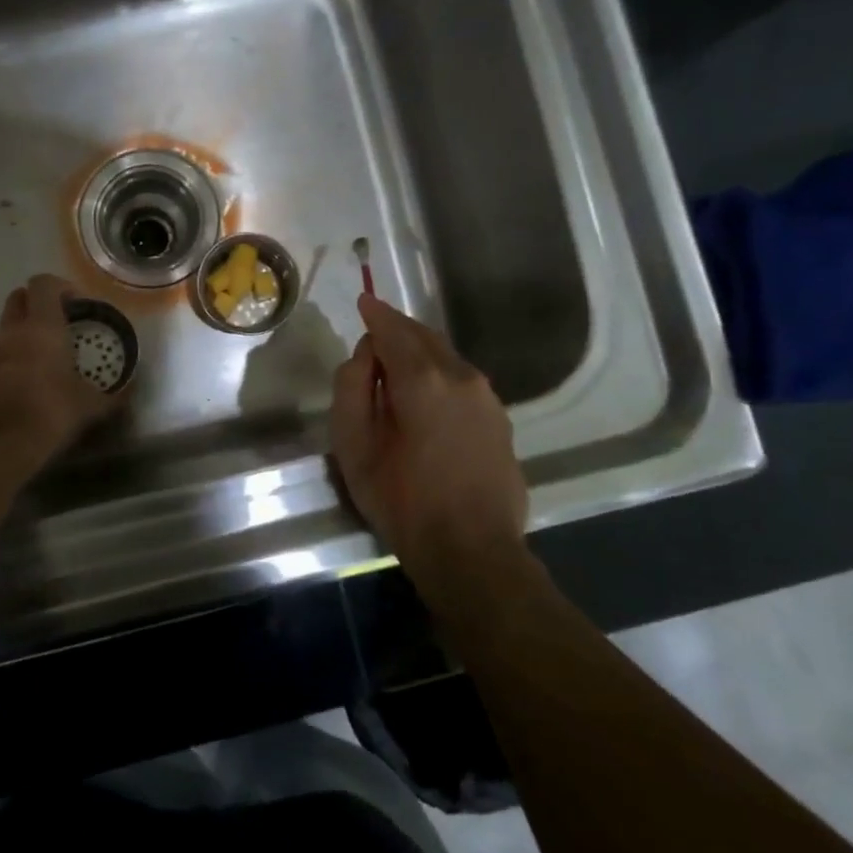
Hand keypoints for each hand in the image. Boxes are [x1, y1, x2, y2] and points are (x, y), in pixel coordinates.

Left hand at [0, 274, 118, 472]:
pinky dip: (13, 358)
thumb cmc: (51, 411)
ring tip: (47, 356)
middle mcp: (13, 331)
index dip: (61, 287)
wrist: (0, 444)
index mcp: (42, 326)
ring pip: (7, 327)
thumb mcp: (91, 405)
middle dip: (38, 303)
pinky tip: (30, 381)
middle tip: (60, 324)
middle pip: (18, 297)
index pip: (43, 283)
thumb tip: (131, 389)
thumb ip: (113, 395)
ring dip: (24, 332)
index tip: (77, 305)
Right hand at [330, 293, 529, 600]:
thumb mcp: (354, 446)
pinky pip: (462, 381)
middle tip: (374, 332)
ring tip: (395, 367)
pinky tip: (425, 399)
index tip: (363, 300)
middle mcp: (462, 377)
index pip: (394, 330)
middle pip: (425, 337)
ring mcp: (488, 398)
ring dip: (419, 353)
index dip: (376, 314)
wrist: (472, 552)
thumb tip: (366, 354)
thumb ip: (352, 388)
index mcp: (423, 379)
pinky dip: (439, 375)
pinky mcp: (500, 420)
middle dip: (397, 329)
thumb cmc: (402, 500)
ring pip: (447, 358)